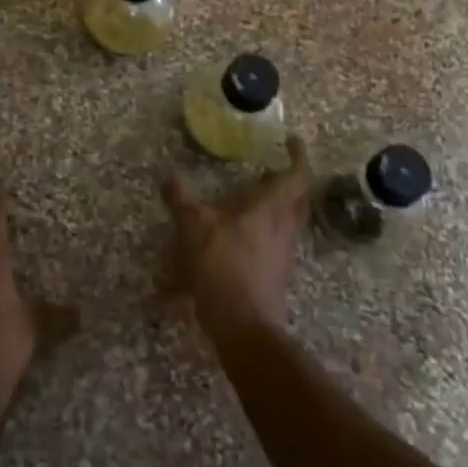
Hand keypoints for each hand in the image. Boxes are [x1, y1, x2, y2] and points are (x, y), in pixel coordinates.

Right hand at [162, 135, 311, 342]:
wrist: (244, 327)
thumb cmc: (224, 267)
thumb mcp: (194, 227)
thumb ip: (181, 199)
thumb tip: (169, 176)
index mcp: (272, 209)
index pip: (297, 175)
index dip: (298, 155)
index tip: (292, 140)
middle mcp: (285, 228)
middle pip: (298, 198)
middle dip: (291, 179)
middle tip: (273, 166)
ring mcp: (283, 253)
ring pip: (289, 220)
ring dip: (278, 205)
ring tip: (254, 196)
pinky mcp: (276, 274)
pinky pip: (277, 241)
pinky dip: (265, 229)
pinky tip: (241, 234)